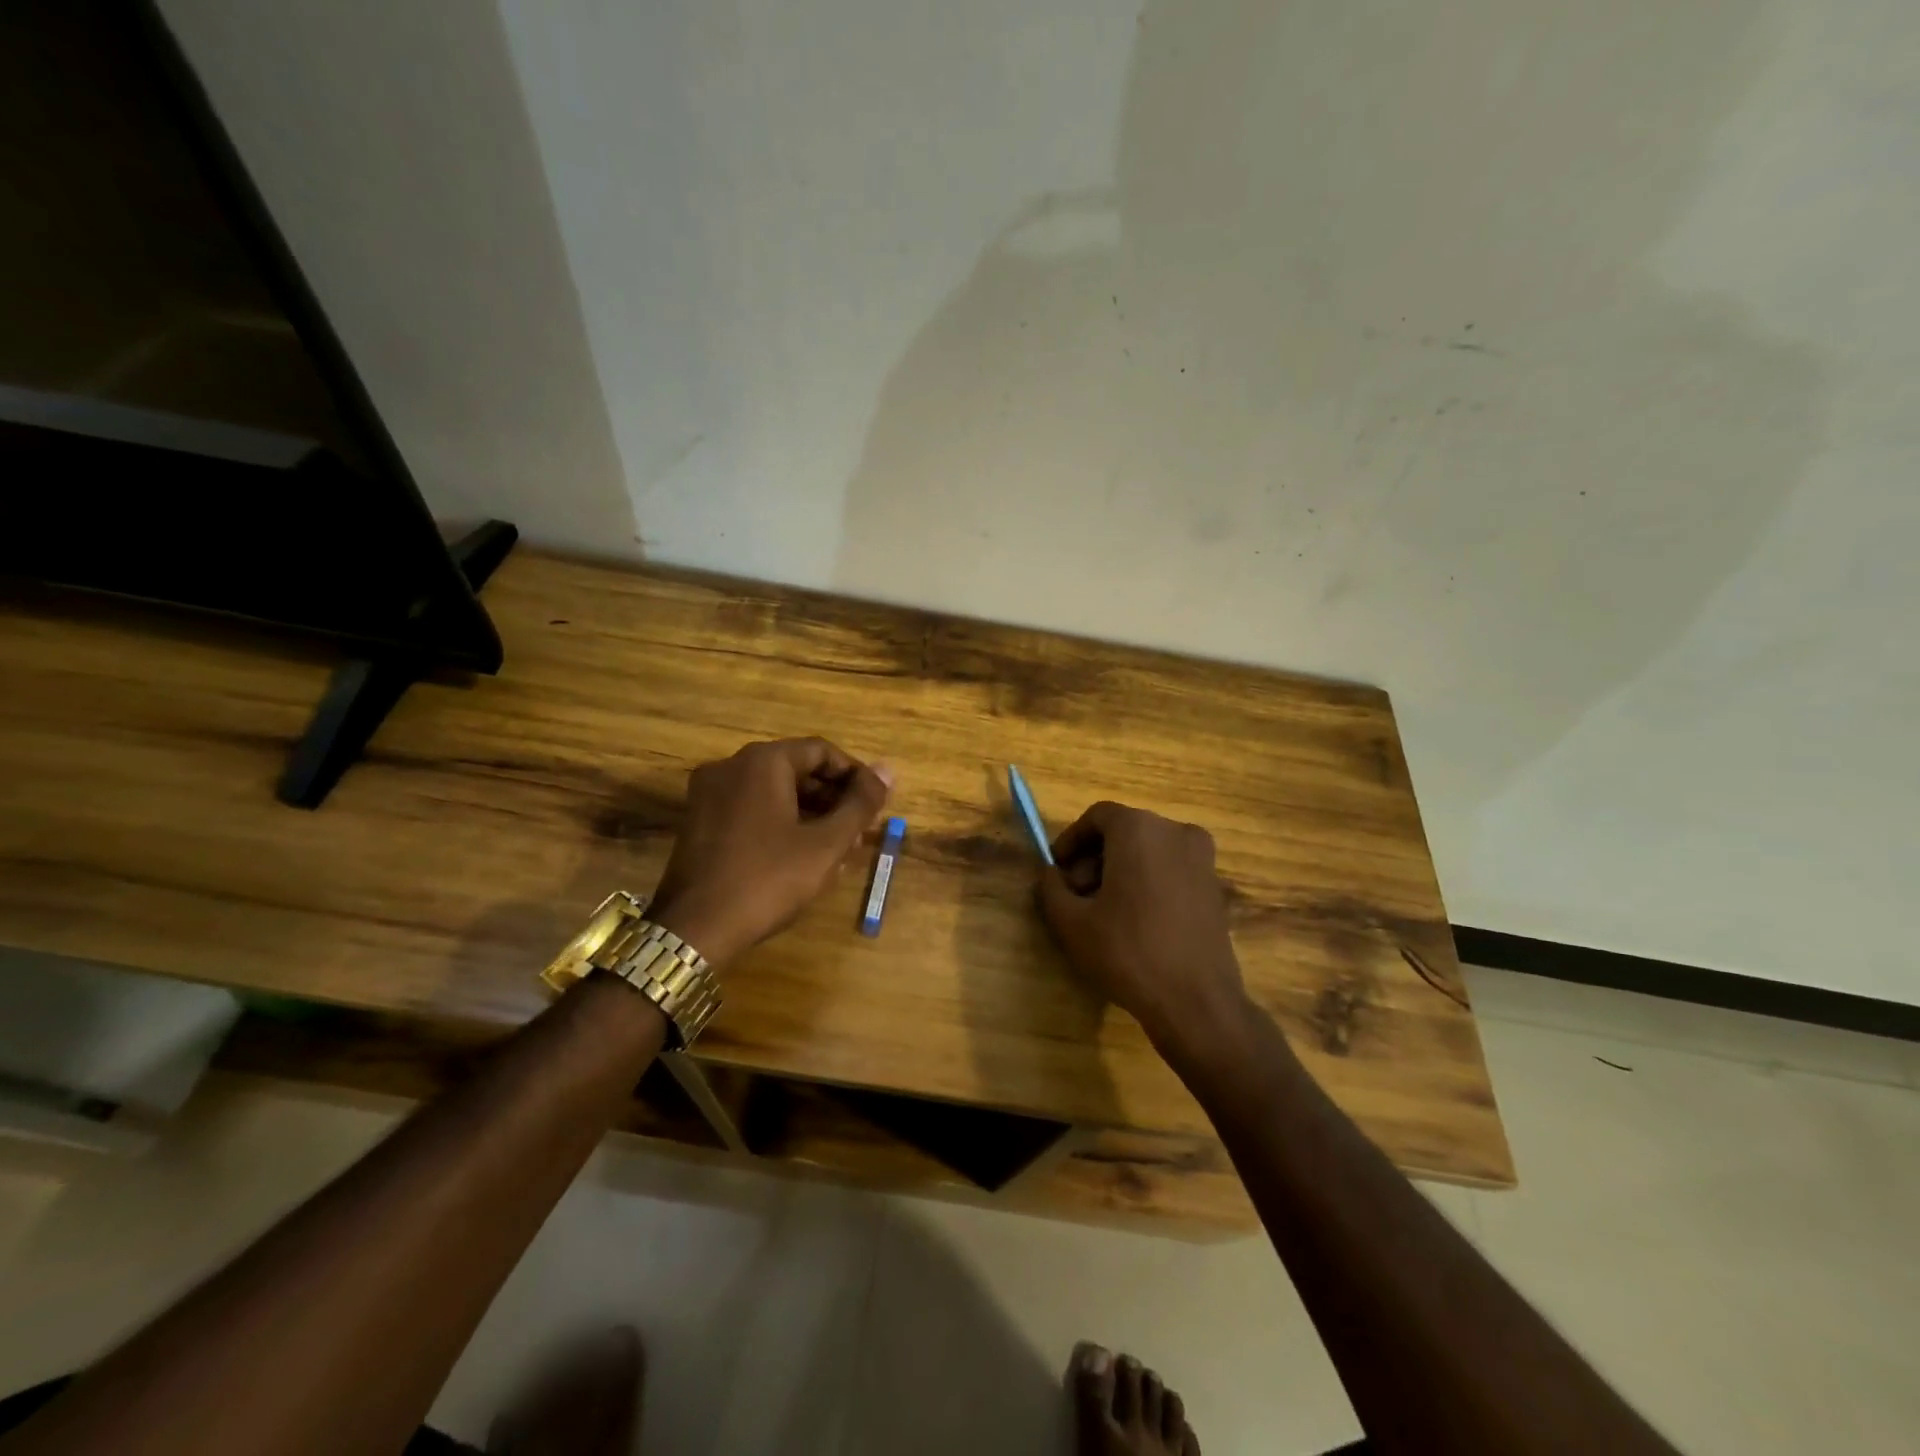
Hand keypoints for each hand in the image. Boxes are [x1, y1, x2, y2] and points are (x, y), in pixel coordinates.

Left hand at [648, 738, 892, 966]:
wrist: (694, 930)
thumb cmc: (768, 879)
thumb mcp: (825, 844)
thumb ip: (860, 804)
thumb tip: (889, 770)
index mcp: (762, 761)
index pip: (821, 751)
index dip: (855, 775)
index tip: (876, 804)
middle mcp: (731, 766)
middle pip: (796, 769)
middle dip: (833, 798)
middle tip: (861, 831)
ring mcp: (708, 794)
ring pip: (774, 791)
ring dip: (810, 813)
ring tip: (838, 848)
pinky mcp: (699, 821)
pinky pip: (751, 808)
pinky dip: (781, 822)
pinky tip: (802, 855)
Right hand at [1035, 801, 1252, 1051]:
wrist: (1197, 1002)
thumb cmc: (1128, 953)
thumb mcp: (1071, 923)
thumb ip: (1050, 888)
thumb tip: (1050, 874)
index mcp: (1140, 829)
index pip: (1097, 817)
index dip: (1070, 841)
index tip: (1056, 870)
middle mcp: (1175, 831)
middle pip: (1123, 832)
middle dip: (1094, 859)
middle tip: (1076, 896)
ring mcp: (1201, 858)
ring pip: (1148, 851)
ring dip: (1120, 872)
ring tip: (1102, 913)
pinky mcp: (1215, 886)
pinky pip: (1170, 869)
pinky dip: (1148, 882)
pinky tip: (1135, 922)